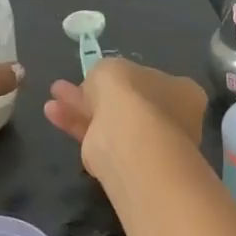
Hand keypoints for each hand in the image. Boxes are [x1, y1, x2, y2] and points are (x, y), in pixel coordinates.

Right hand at [43, 57, 207, 178]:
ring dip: (81, 109)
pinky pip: (101, 140)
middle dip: (97, 94)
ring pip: (111, 122)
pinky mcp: (128, 167)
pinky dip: (78, 127)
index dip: (124, 78)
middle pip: (129, 104)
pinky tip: (53, 114)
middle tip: (69, 87)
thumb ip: (105, 74)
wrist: (131, 143)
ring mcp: (152, 147)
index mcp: (182, 92)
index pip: (153, 81)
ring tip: (52, 99)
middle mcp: (173, 120)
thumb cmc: (130, 95)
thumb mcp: (111, 68)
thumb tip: (98, 86)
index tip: (99, 76)